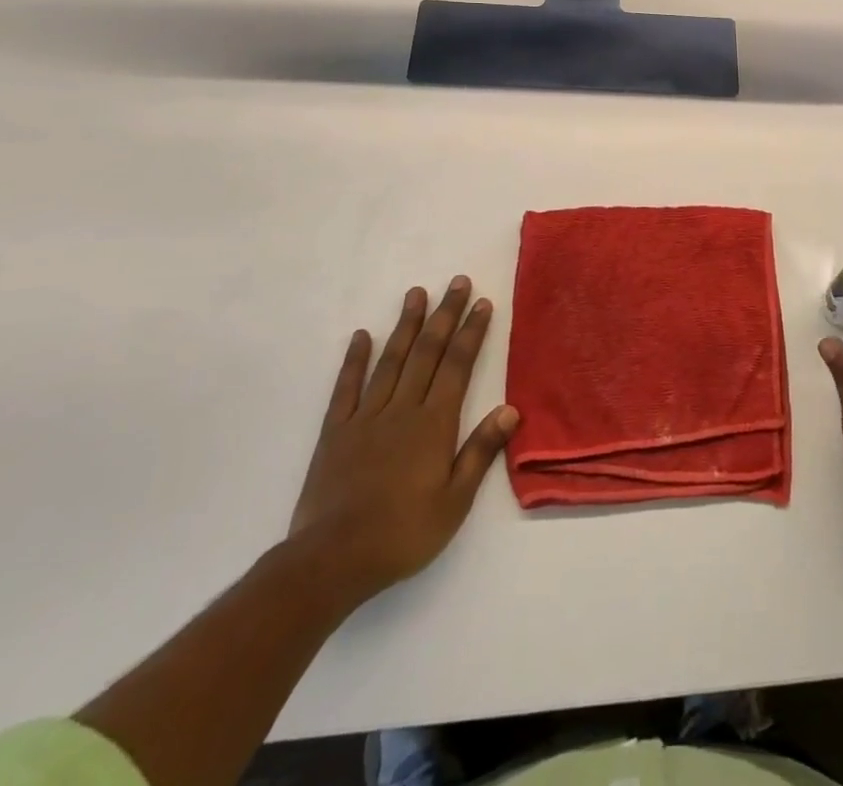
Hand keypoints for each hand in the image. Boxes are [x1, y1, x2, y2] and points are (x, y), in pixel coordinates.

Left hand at [288, 276, 518, 607]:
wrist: (332, 560)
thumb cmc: (402, 534)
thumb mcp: (454, 502)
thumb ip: (481, 451)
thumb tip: (510, 408)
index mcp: (434, 424)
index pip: (458, 366)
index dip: (471, 332)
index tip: (482, 303)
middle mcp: (403, 409)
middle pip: (428, 352)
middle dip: (444, 315)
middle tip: (456, 282)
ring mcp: (366, 416)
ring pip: (391, 360)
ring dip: (406, 325)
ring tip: (416, 293)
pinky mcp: (335, 431)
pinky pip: (347, 387)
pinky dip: (355, 359)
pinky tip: (362, 335)